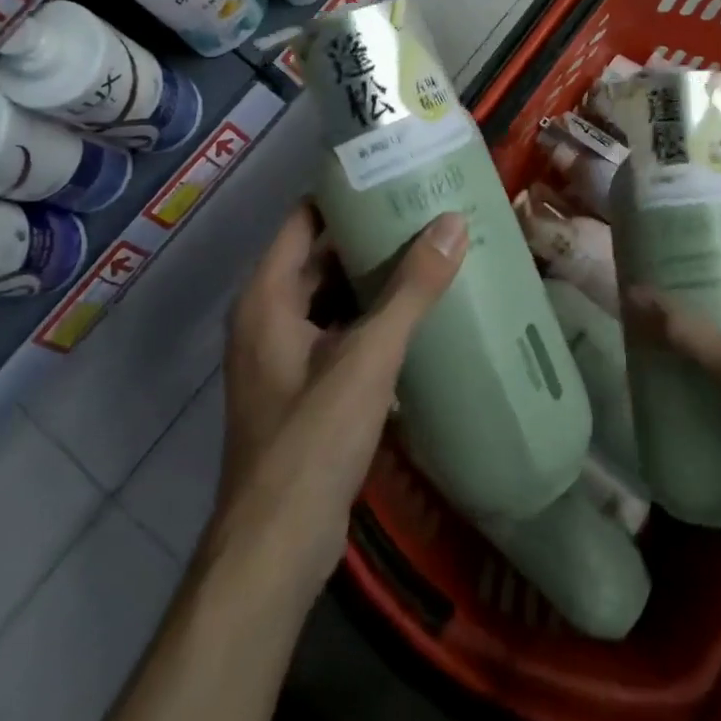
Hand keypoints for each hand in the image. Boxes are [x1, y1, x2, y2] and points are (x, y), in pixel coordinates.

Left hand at [208, 204, 467, 607]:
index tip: (393, 173)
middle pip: (320, 256)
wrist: (275, 547)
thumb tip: (453, 222)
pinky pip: (337, 332)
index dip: (344, 193)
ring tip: (430, 252)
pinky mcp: (301, 387)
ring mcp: (282, 354)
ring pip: (331, 296)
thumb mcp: (367, 358)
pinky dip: (369, 317)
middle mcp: (267, 316)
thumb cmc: (311, 440)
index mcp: (267, 296)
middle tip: (425, 211)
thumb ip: (411, 290)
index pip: (304, 219)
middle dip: (369, 235)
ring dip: (373, 278)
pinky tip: (415, 315)